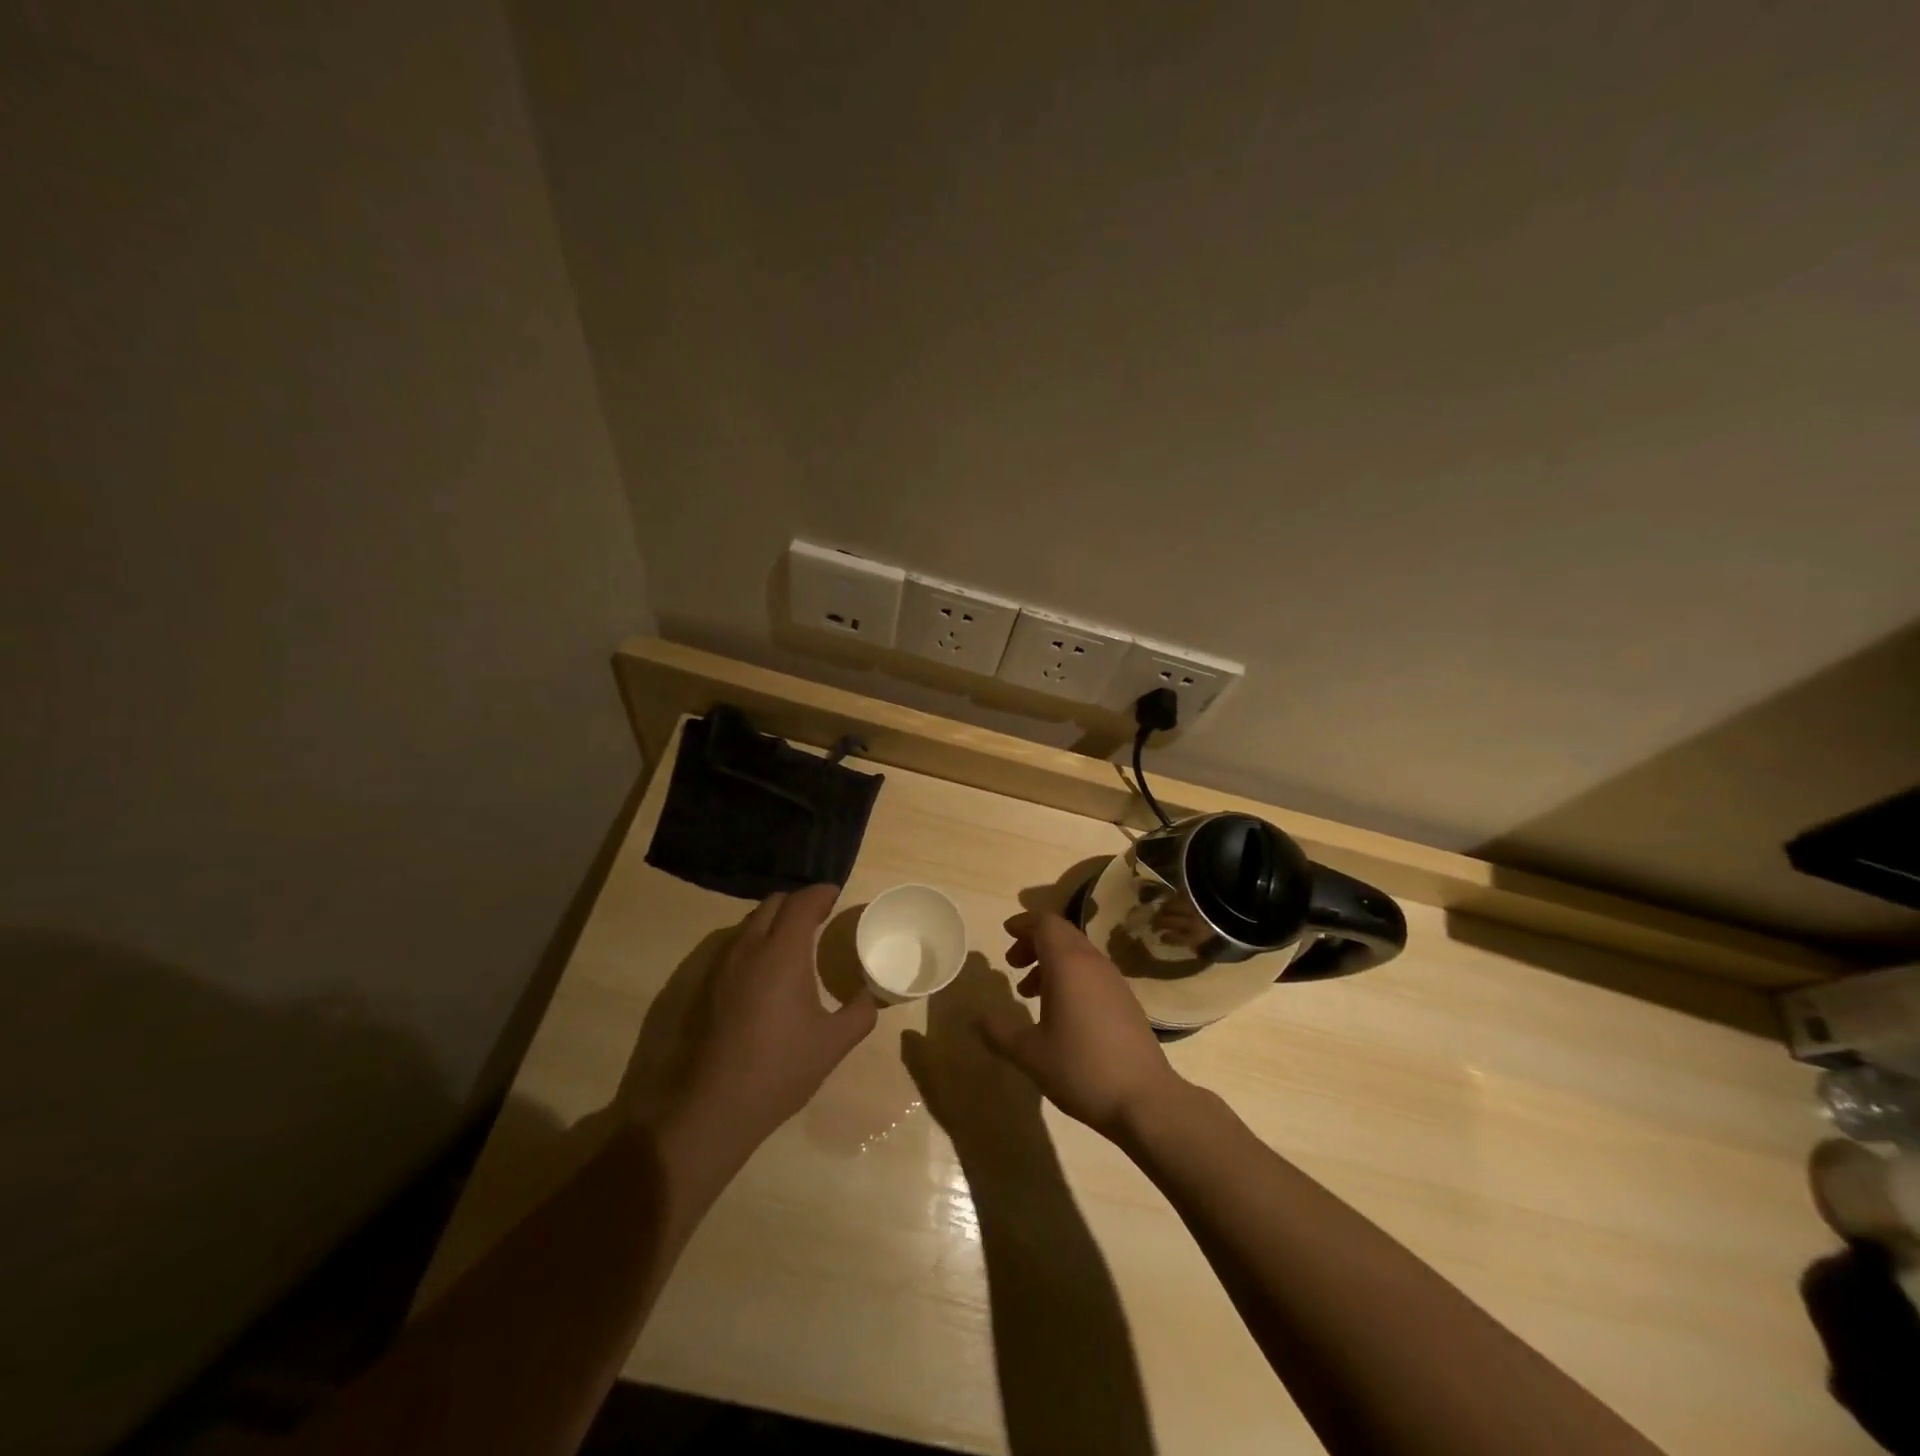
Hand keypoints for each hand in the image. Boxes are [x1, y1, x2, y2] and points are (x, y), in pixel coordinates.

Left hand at [660, 885, 876, 1160]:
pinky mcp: (709, 985)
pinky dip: (757, 939)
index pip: (802, 902)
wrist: (716, 1105)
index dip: (821, 893)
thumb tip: (871, 995)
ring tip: (796, 939)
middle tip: (820, 916)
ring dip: (775, 919)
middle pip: (773, 903)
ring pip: (751, 922)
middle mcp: (750, 947)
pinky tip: (769, 969)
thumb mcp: (834, 1042)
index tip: (836, 896)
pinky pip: (736, 943)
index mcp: (783, 952)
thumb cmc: (781, 1068)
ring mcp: (724, 965)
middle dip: (798, 902)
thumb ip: (860, 1012)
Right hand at [978, 910, 1183, 1140]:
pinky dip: (1070, 975)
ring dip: (1051, 960)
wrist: (1144, 1099)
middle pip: (1062, 933)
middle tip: (1013, 962)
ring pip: (1077, 953)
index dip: (1023, 923)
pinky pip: (1091, 971)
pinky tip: (1060, 1010)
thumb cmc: (1081, 1069)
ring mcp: (1113, 980)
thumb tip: (977, 1018)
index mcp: (1068, 964)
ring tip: (1029, 991)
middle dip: (1034, 941)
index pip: (1045, 923)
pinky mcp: (1125, 1000)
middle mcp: (1092, 962)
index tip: (1005, 932)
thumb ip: (999, 1032)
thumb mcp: (1030, 1053)